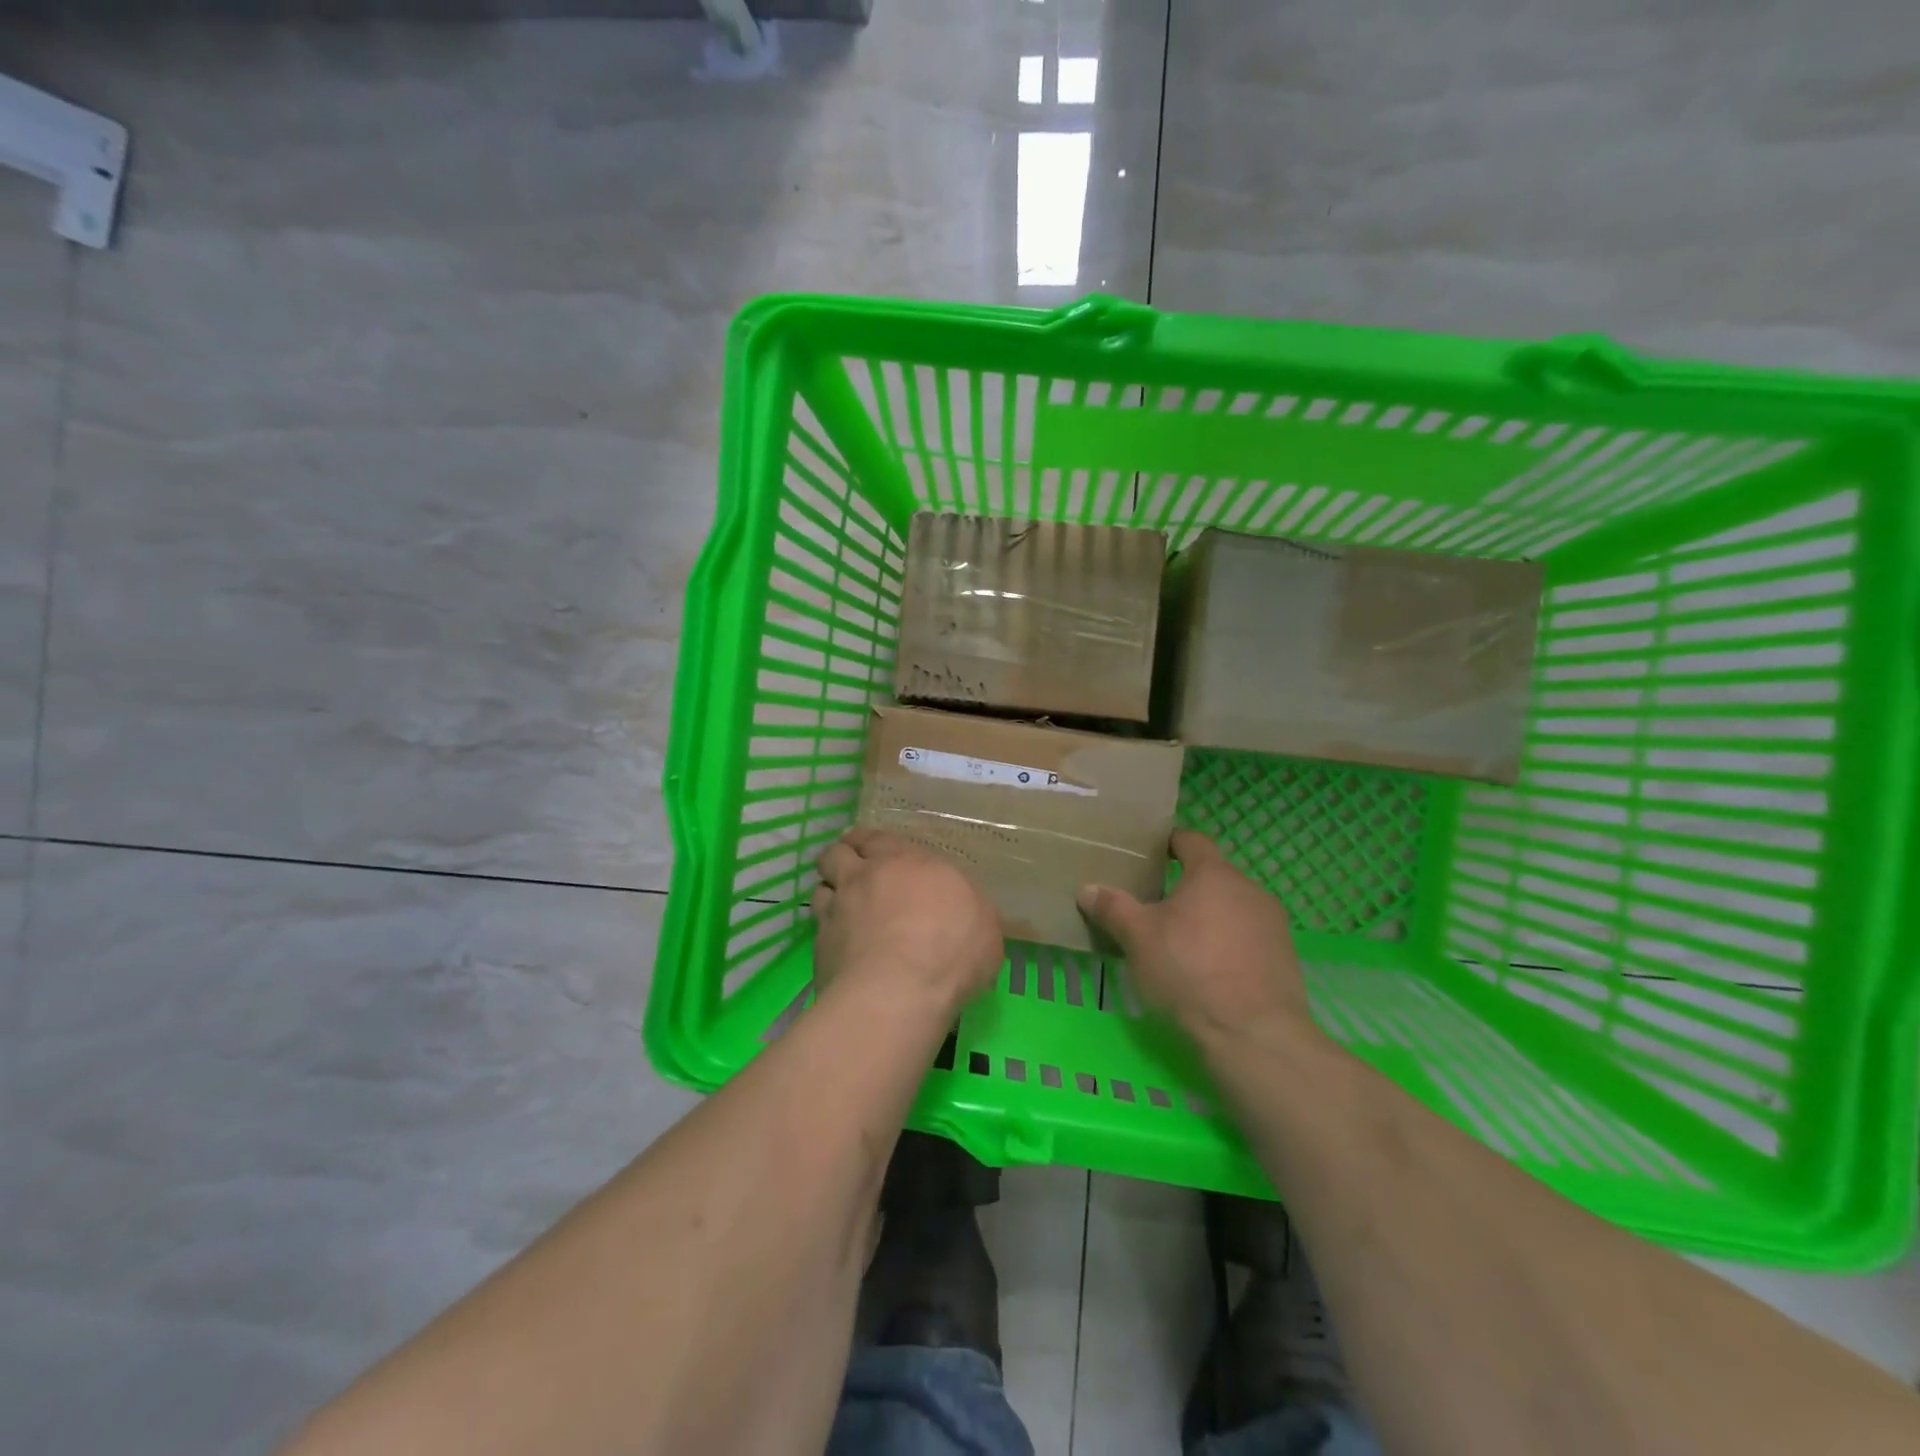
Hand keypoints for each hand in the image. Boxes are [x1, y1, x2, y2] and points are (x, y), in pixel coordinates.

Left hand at [812, 828, 1003, 1013]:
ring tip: (840, 905)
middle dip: (841, 856)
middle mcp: (865, 876)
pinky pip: (818, 927)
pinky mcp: (820, 946)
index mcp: (905, 861)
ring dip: (830, 892)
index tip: (868, 849)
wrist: (896, 993)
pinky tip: (839, 944)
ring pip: (821, 887)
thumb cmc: (949, 950)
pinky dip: (826, 930)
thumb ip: (966, 907)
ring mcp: (837, 910)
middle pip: (837, 853)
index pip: (877, 838)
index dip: (869, 842)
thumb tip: (960, 909)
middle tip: (850, 869)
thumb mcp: (983, 924)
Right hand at [1077, 830, 1316, 1046]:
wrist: (1254, 1035)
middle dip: (1185, 887)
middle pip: (1212, 876)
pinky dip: (1226, 944)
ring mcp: (1272, 924)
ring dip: (1207, 917)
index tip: (1148, 854)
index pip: (1191, 840)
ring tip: (1179, 942)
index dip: (1169, 843)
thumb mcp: (1138, 939)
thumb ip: (1113, 908)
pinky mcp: (1283, 957)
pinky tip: (1208, 970)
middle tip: (1154, 906)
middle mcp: (1248, 889)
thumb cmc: (1189, 971)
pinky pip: (1247, 937)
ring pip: (1231, 908)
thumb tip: (1087, 889)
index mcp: (1213, 874)